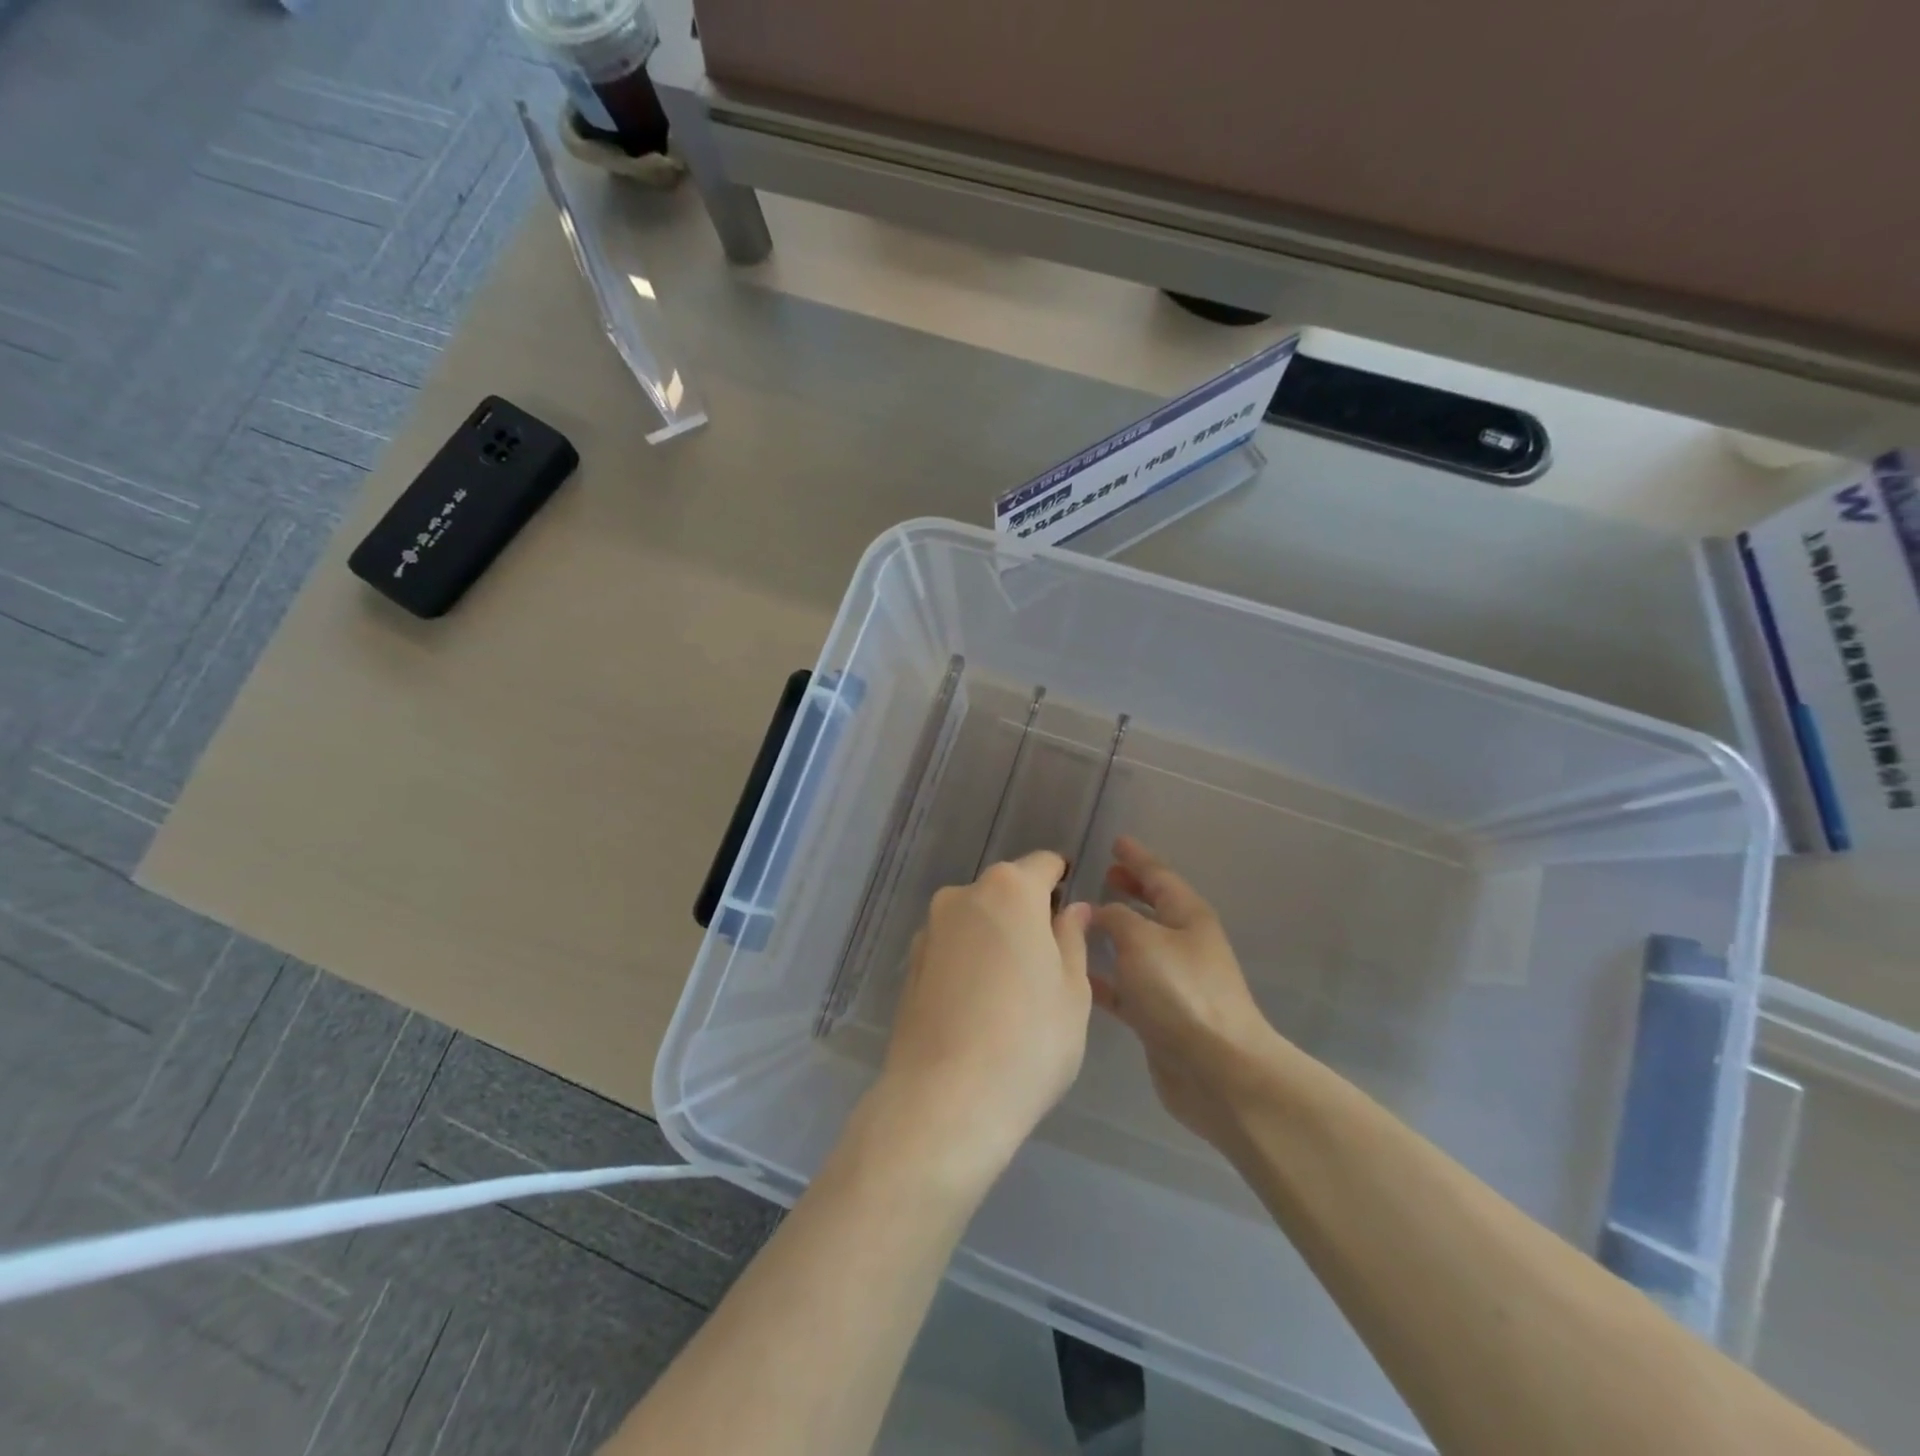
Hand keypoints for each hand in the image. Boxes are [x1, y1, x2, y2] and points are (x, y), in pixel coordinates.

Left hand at [872, 851, 1093, 1185]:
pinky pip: (953, 947)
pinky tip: (979, 1008)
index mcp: (1009, 889)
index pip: (1044, 865)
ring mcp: (930, 929)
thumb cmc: (1029, 1039)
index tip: (1074, 918)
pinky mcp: (911, 964)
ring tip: (1013, 995)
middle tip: (1050, 967)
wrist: (945, 1099)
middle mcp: (963, 895)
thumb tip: (1073, 910)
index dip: (1064, 884)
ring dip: (997, 938)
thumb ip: (1072, 938)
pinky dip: (970, 962)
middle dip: (1029, 914)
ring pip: (977, 919)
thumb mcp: (1073, 990)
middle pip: (1007, 890)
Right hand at [1092, 837, 1288, 1149]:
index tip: (1116, 841)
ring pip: (1137, 947)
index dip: (1137, 858)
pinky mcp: (1161, 1017)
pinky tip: (1079, 976)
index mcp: (1188, 917)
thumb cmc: (1180, 992)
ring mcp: (1174, 982)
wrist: (1217, 1070)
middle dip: (1130, 890)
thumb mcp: (1141, 939)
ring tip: (1081, 921)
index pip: (1159, 875)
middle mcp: (1184, 944)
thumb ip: (1115, 917)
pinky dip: (1106, 977)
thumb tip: (1100, 912)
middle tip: (1104, 875)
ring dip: (1113, 933)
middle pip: (1153, 908)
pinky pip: (1127, 986)